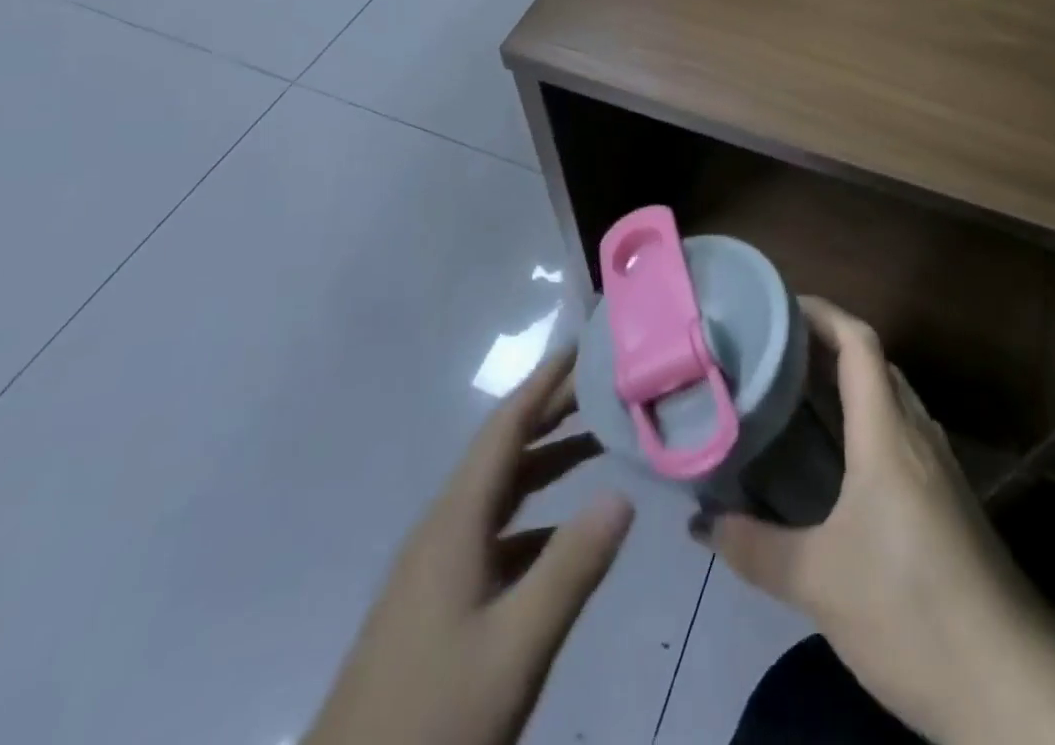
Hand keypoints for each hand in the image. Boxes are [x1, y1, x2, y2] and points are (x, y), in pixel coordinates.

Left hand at [309, 348, 633, 744]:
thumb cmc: (431, 721)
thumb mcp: (514, 648)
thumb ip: (571, 568)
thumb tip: (623, 493)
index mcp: (455, 522)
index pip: (505, 429)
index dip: (543, 383)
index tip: (581, 347)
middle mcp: (444, 528)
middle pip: (504, 451)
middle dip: (551, 411)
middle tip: (603, 382)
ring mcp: (437, 567)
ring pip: (500, 492)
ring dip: (546, 460)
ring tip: (597, 438)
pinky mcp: (438, 602)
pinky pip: (496, 533)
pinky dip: (535, 515)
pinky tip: (564, 532)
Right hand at [696, 299, 1054, 744]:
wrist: (1017, 693)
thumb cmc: (912, 613)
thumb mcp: (819, 584)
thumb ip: (755, 548)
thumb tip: (700, 523)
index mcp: (888, 435)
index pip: (859, 344)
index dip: (822, 313)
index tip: (779, 305)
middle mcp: (919, 438)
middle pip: (877, 365)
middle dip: (829, 346)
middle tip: (776, 352)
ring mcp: (942, 472)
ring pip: (893, 402)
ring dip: (852, 385)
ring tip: (800, 396)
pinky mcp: (953, 506)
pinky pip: (905, 438)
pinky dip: (870, 425)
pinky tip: (842, 464)